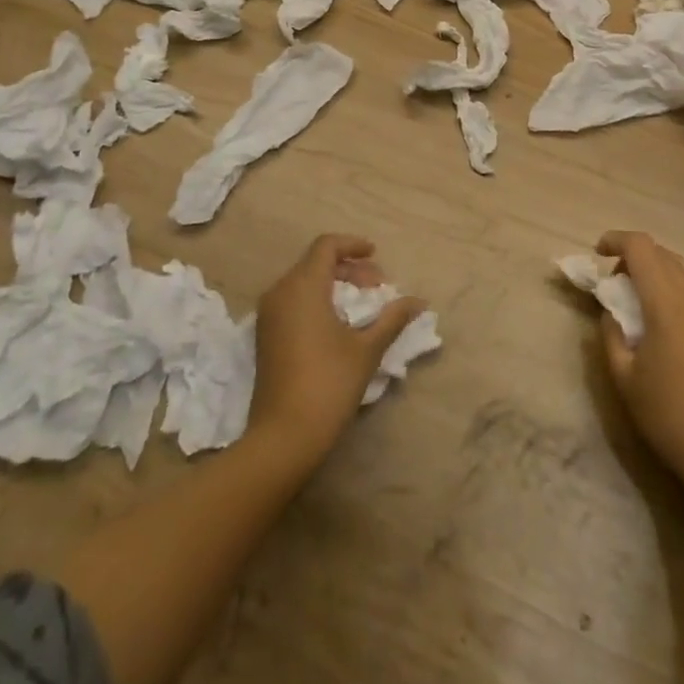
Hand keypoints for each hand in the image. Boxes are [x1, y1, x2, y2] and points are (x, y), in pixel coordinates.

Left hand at [249, 234, 425, 466]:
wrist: (282, 438)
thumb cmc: (328, 384)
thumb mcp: (367, 349)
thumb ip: (392, 318)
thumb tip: (418, 301)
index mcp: (303, 286)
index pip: (326, 246)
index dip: (353, 245)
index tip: (376, 256)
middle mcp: (280, 292)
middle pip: (315, 262)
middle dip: (348, 268)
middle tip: (376, 287)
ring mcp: (268, 315)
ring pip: (303, 281)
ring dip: (333, 285)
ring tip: (361, 306)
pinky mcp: (265, 336)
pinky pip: (292, 301)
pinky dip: (317, 300)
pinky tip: (337, 324)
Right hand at [596, 231, 683, 514]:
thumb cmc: (668, 415)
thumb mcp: (624, 377)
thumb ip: (611, 334)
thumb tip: (610, 312)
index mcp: (669, 303)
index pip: (642, 248)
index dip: (616, 240)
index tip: (597, 253)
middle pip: (662, 252)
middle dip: (633, 255)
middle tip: (613, 281)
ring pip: (681, 267)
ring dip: (655, 268)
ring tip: (635, 296)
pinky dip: (671, 285)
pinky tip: (659, 316)